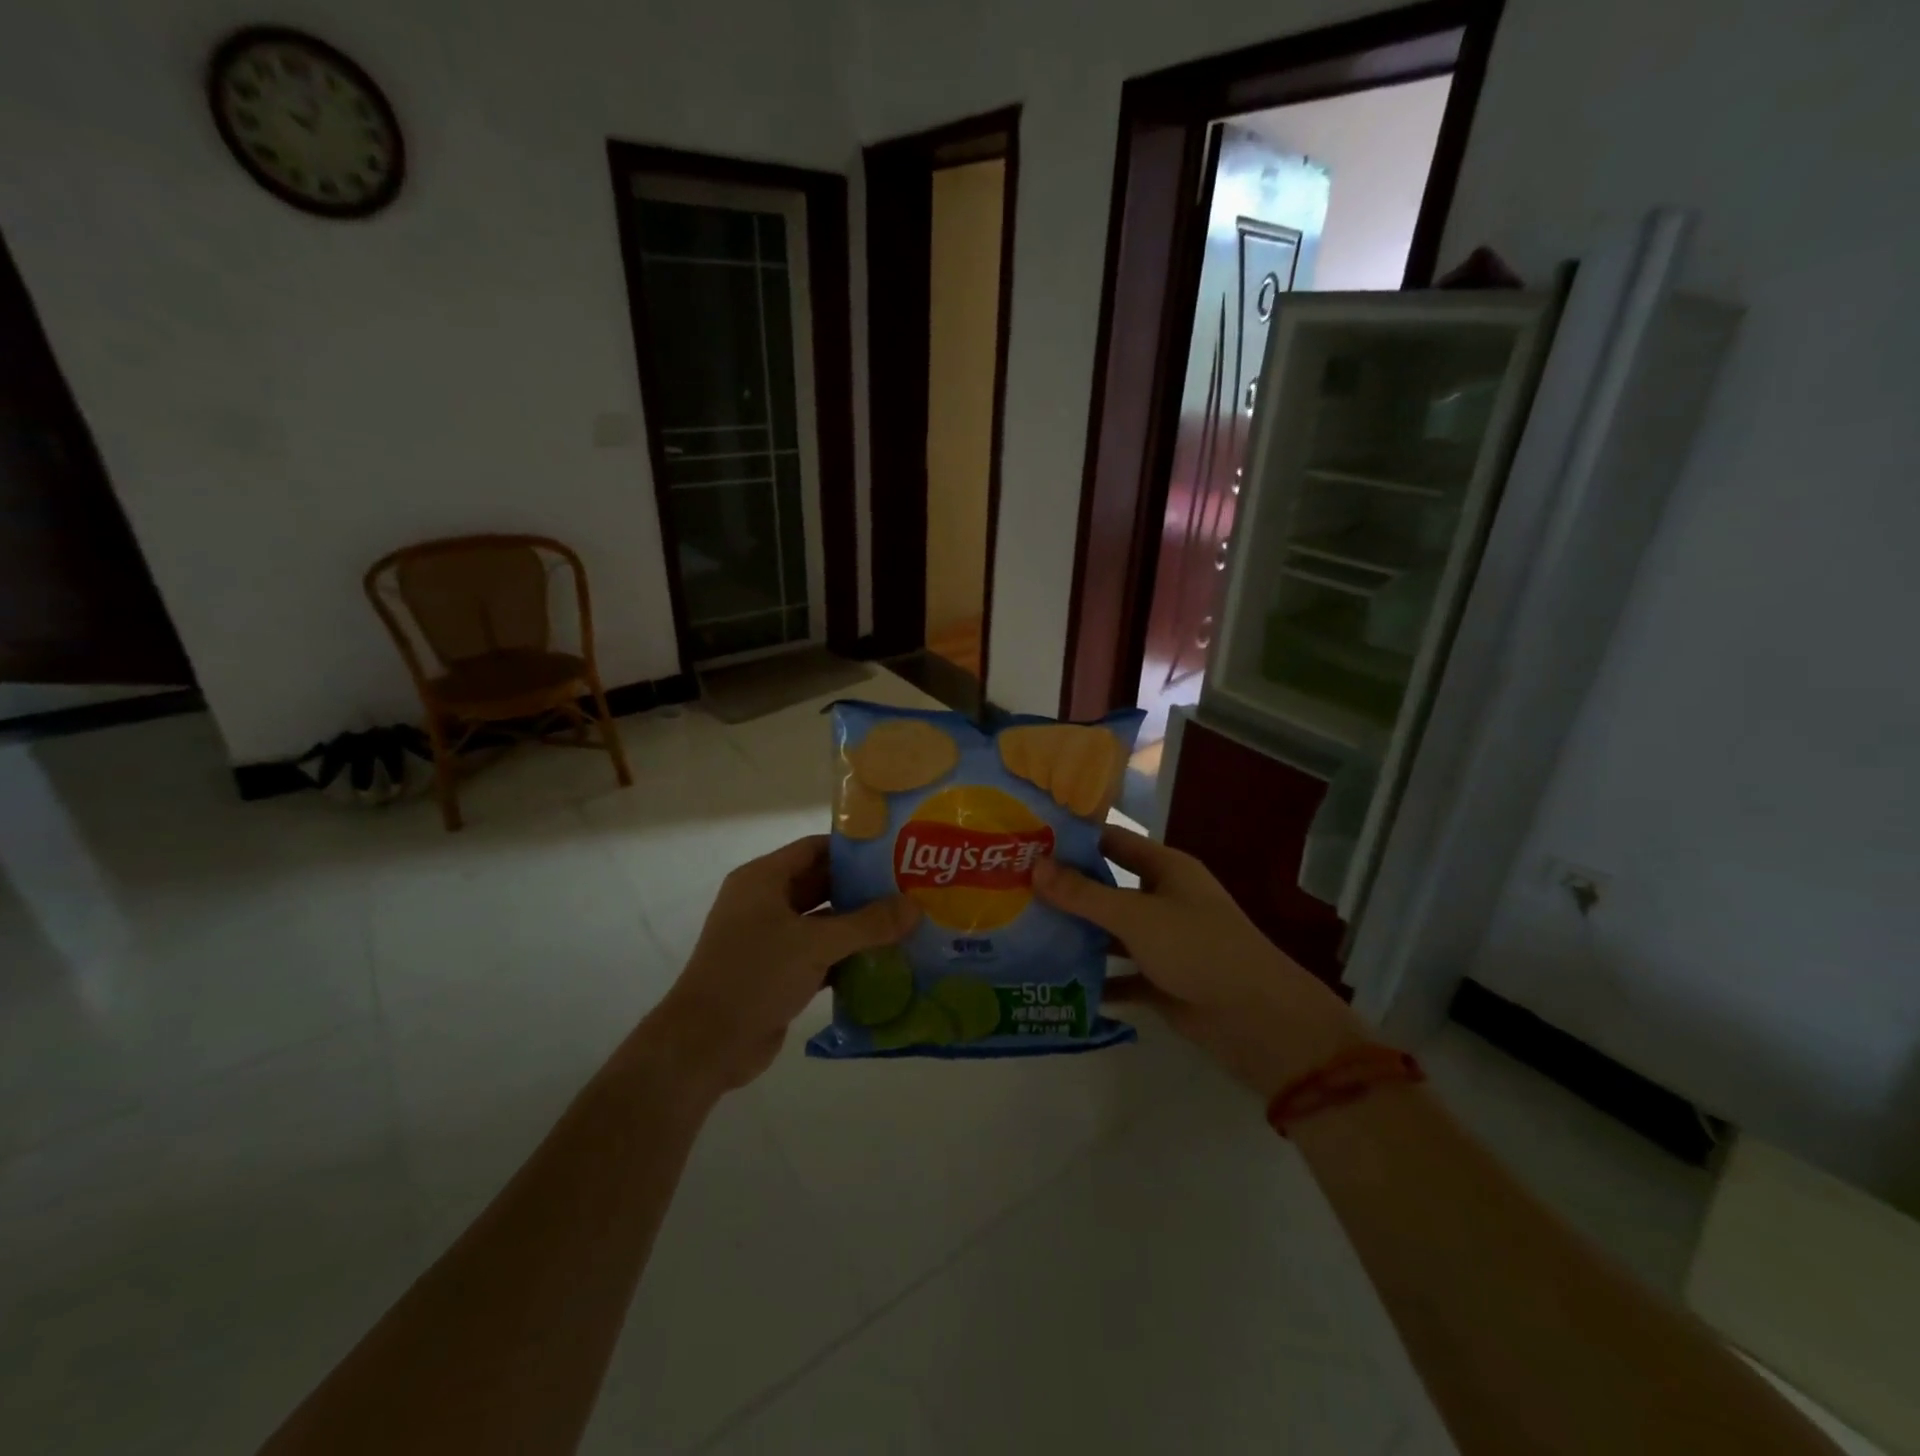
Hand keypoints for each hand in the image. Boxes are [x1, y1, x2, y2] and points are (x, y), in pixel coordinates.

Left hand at [632, 836, 917, 1098]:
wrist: (706, 1045)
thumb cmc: (755, 975)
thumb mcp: (815, 944)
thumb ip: (867, 925)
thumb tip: (915, 907)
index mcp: (763, 880)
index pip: (815, 849)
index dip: (854, 850)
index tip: (895, 853)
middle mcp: (765, 902)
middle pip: (822, 885)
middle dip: (863, 889)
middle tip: (910, 890)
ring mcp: (770, 939)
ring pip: (824, 923)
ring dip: (859, 927)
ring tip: (906, 924)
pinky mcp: (778, 973)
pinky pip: (820, 955)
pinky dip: (847, 957)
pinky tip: (885, 962)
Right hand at [1032, 825, 1362, 1097]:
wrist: (1257, 1021)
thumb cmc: (1199, 948)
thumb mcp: (1136, 916)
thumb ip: (1084, 894)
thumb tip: (1034, 866)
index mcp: (1166, 869)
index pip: (1113, 841)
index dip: (1075, 839)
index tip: (1028, 839)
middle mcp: (1163, 899)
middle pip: (1106, 887)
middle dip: (1066, 889)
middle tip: (1012, 888)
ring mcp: (1162, 942)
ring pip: (1110, 932)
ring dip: (1076, 934)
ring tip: (1022, 932)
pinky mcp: (1161, 981)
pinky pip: (1119, 975)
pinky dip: (1094, 978)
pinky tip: (1053, 980)